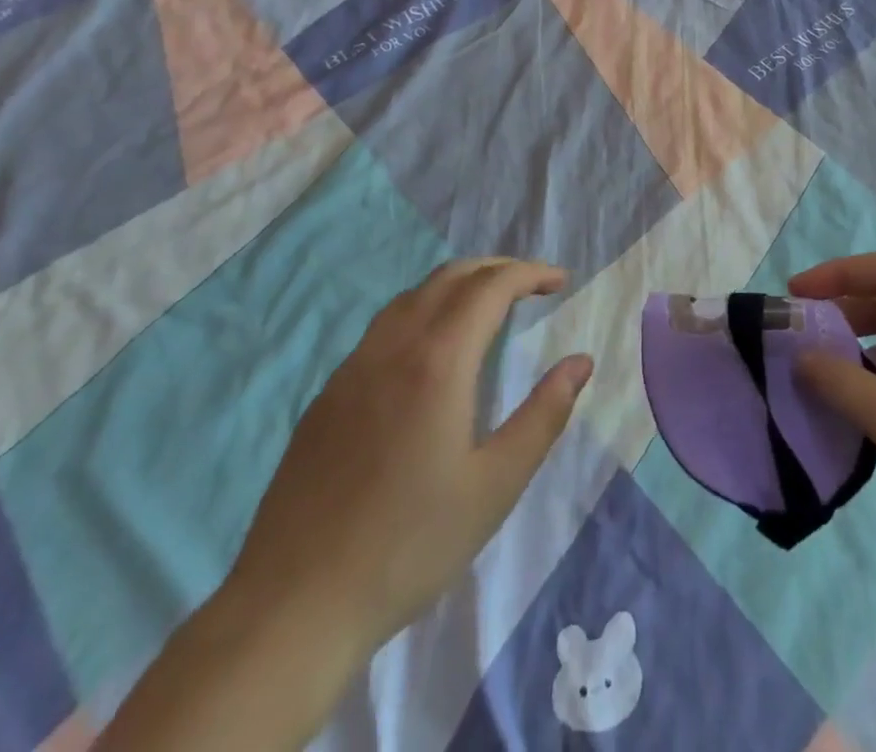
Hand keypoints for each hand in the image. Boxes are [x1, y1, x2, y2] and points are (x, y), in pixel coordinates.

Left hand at [231, 257, 593, 654]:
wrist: (294, 606)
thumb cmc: (409, 547)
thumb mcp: (495, 486)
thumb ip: (544, 415)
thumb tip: (580, 362)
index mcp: (438, 362)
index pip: (490, 288)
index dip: (529, 273)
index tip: (560, 281)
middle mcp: (393, 347)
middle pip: (449, 277)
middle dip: (496, 268)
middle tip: (532, 285)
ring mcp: (352, 368)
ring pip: (411, 297)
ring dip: (457, 285)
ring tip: (487, 306)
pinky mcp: (328, 395)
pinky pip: (383, 328)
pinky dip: (422, 312)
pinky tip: (430, 352)